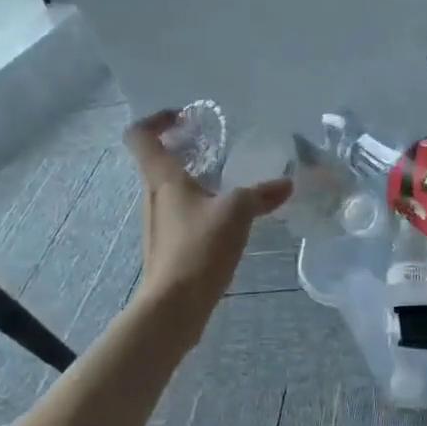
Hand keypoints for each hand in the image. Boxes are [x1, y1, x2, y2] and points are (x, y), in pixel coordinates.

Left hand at [124, 109, 292, 345]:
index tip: (184, 118)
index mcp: (162, 178)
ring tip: (226, 181)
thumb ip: (261, 194)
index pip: (140, 135)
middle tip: (213, 146)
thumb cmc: (198, 248)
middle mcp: (153, 196)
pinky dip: (199, 205)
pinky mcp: (167, 246)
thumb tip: (286, 184)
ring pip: (170, 189)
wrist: (174, 307)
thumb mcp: (236, 212)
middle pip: (156, 160)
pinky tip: (225, 217)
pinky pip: (180, 213)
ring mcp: (157, 223)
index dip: (157, 119)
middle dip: (182, 148)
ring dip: (193, 178)